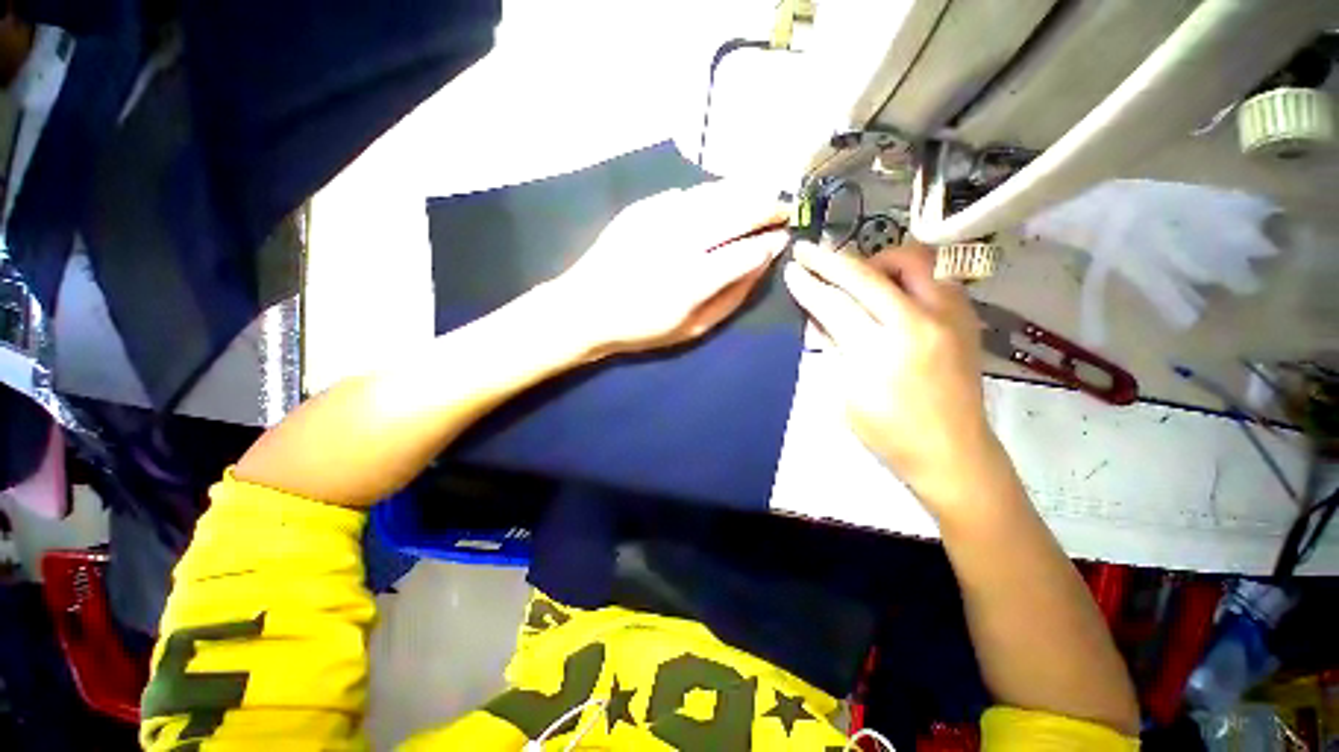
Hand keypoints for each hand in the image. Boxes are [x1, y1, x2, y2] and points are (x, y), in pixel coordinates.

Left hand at [546, 181, 787, 357]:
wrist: (586, 308)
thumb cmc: (642, 327)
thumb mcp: (693, 328)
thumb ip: (732, 297)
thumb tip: (761, 264)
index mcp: (696, 279)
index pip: (749, 250)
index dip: (772, 240)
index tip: (783, 237)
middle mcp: (682, 241)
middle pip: (738, 211)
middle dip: (768, 207)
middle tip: (782, 209)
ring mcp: (660, 218)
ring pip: (715, 194)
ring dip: (744, 192)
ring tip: (760, 196)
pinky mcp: (642, 207)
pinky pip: (687, 193)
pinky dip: (710, 193)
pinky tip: (719, 198)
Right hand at [783, 242, 1002, 512]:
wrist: (954, 452)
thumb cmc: (890, 433)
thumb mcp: (846, 394)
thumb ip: (834, 347)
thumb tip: (818, 315)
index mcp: (882, 352)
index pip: (835, 305)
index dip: (809, 285)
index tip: (791, 268)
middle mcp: (919, 324)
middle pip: (868, 275)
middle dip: (831, 259)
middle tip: (808, 251)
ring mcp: (950, 316)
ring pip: (912, 260)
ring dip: (875, 260)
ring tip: (856, 274)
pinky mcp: (966, 316)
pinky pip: (935, 273)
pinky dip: (905, 272)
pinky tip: (890, 287)